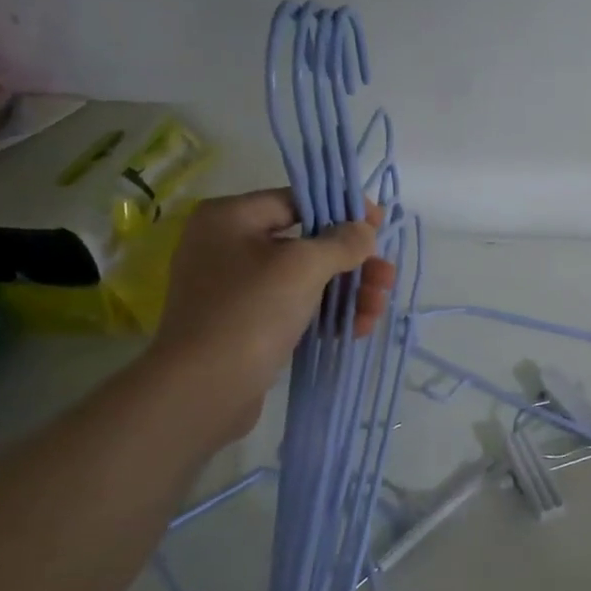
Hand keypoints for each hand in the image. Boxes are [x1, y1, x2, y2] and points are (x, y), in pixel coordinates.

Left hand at [145, 188, 394, 447]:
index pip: (297, 201)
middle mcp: (227, 247)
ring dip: (347, 291)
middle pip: (306, 243)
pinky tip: (358, 329)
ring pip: (304, 280)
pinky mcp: (246, 326)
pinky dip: (326, 315)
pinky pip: (294, 309)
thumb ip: (341, 242)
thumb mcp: (303, 267)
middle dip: (352, 262)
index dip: (343, 211)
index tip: (379, 226)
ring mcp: (235, 289)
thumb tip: (364, 231)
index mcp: (230, 218)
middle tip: (386, 277)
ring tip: (377, 309)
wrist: (204, 389)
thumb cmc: (251, 312)